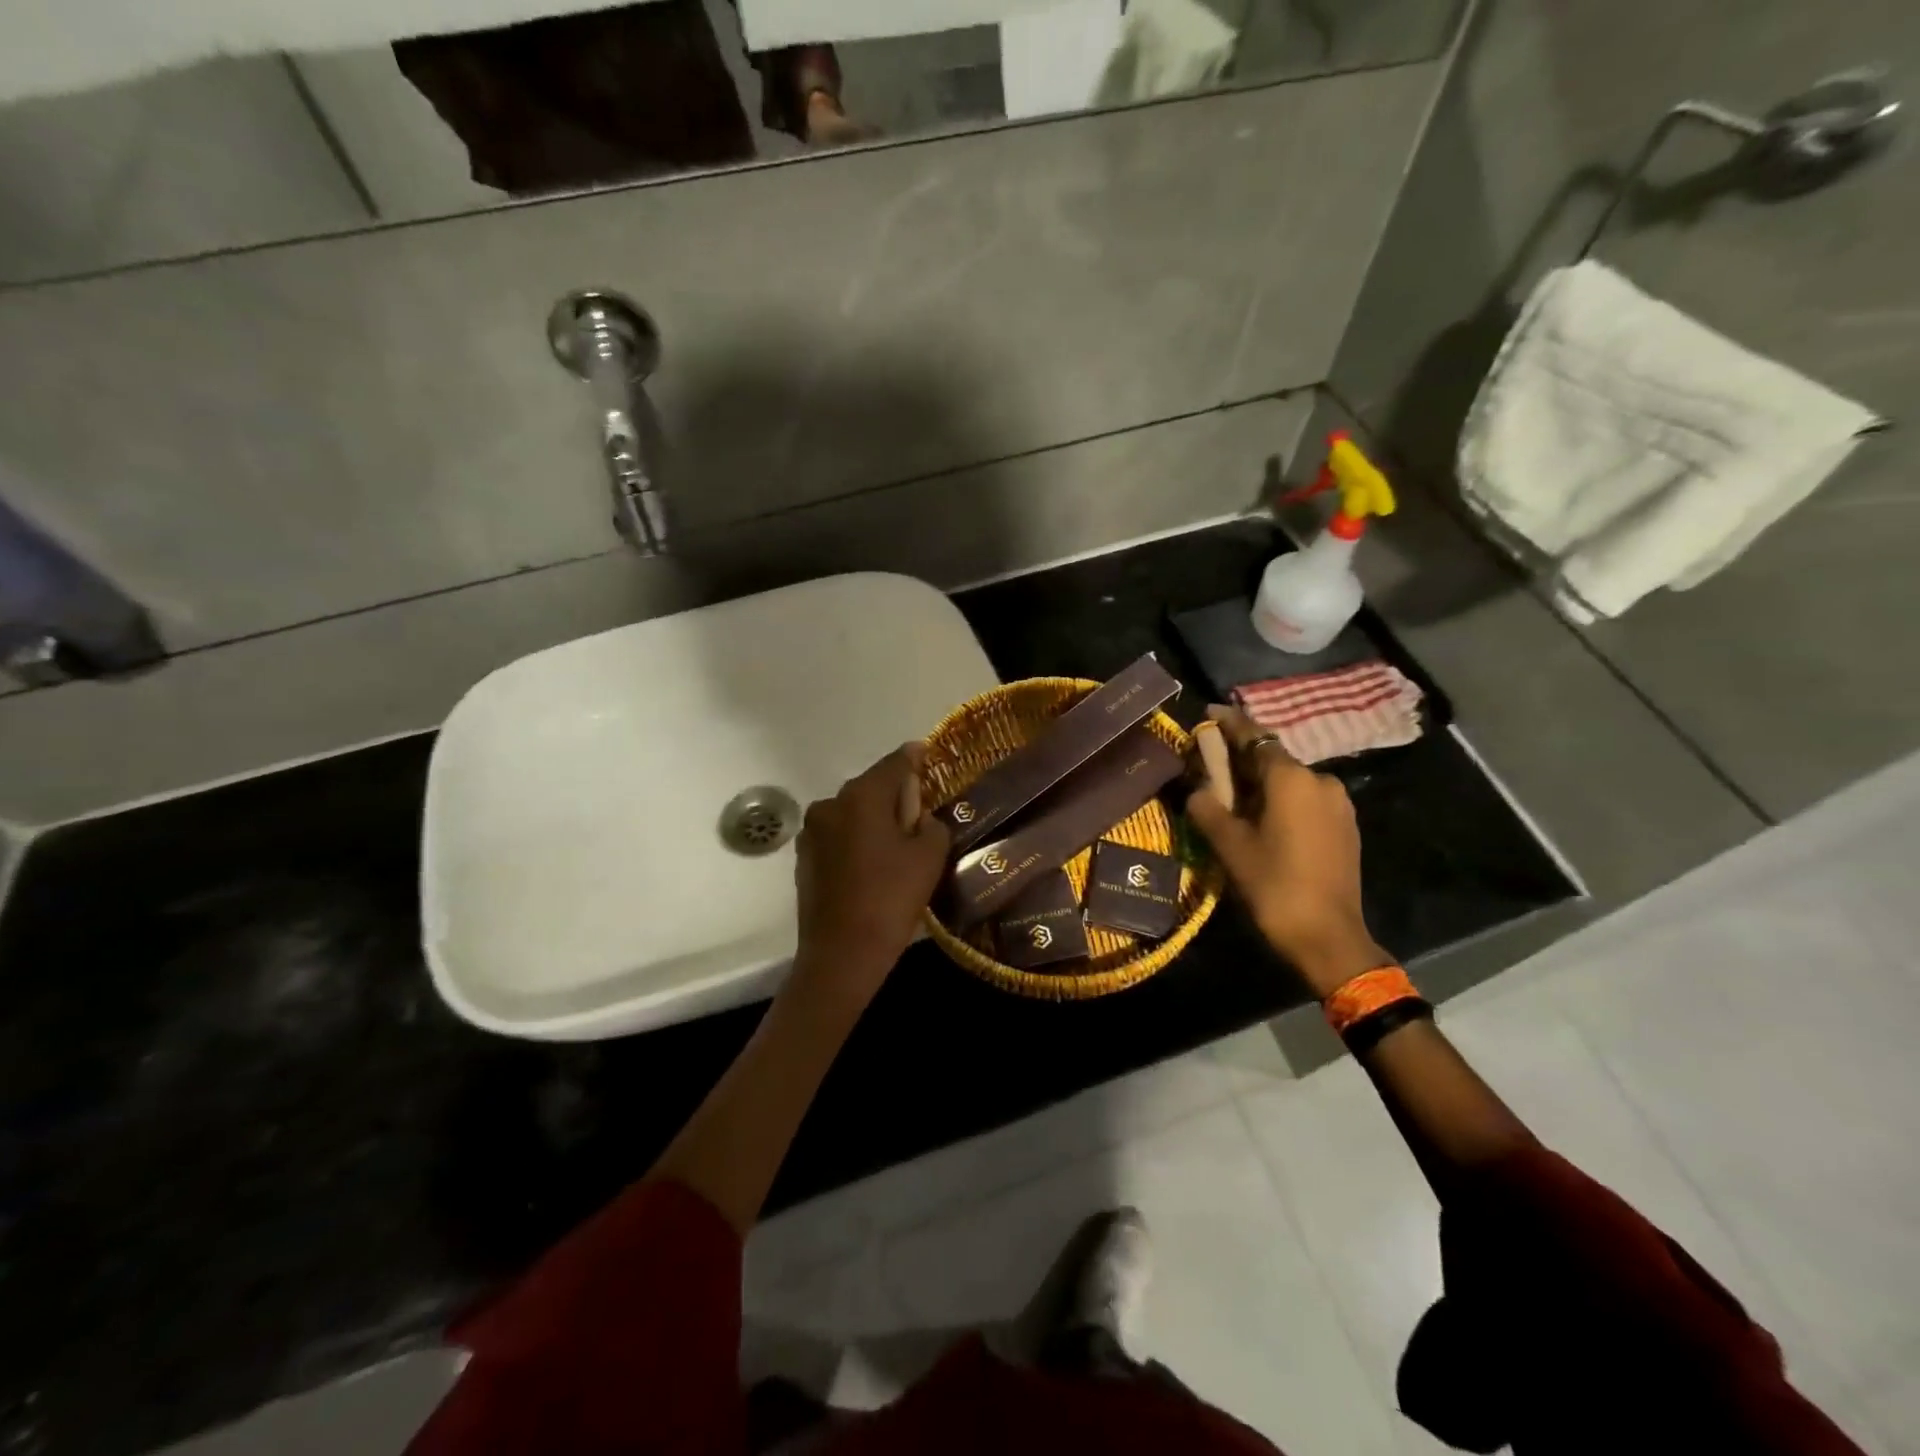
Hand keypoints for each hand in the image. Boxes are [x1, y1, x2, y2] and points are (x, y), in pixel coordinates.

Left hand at [791, 742, 950, 1007]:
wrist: (841, 954)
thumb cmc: (890, 899)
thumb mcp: (929, 856)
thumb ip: (930, 823)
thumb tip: (919, 817)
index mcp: (862, 796)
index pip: (896, 763)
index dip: (916, 757)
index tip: (927, 753)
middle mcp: (831, 803)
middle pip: (872, 787)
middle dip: (895, 795)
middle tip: (919, 816)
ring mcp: (812, 831)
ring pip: (853, 813)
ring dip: (873, 820)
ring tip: (895, 848)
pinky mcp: (804, 857)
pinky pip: (838, 836)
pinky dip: (856, 841)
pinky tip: (870, 868)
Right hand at [1186, 707, 1389, 996]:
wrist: (1328, 936)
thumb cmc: (1273, 885)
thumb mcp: (1229, 845)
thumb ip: (1207, 807)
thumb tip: (1198, 789)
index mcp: (1291, 778)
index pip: (1254, 737)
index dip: (1229, 723)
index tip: (1209, 713)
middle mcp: (1320, 781)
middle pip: (1272, 759)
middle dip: (1241, 760)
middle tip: (1210, 767)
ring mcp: (1338, 805)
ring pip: (1290, 782)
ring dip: (1262, 783)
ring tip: (1234, 799)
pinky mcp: (1345, 828)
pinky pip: (1305, 801)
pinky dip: (1281, 801)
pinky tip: (1263, 820)